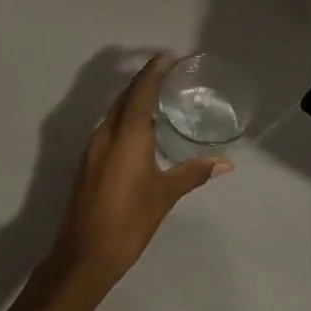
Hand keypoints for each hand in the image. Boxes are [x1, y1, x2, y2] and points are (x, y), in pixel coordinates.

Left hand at [38, 52, 232, 304]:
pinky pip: (109, 130)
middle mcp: (106, 134)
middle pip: (124, 98)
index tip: (167, 56)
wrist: (84, 253)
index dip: (153, 71)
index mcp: (126, 135)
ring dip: (133, 102)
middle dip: (143, 82)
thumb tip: (225, 163)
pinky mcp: (87, 163)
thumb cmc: (129, 221)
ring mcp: (93, 149)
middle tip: (167, 74)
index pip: (140, 91)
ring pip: (114, 114)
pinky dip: (125, 121)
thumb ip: (193, 173)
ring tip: (158, 100)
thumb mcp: (164, 195)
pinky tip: (140, 132)